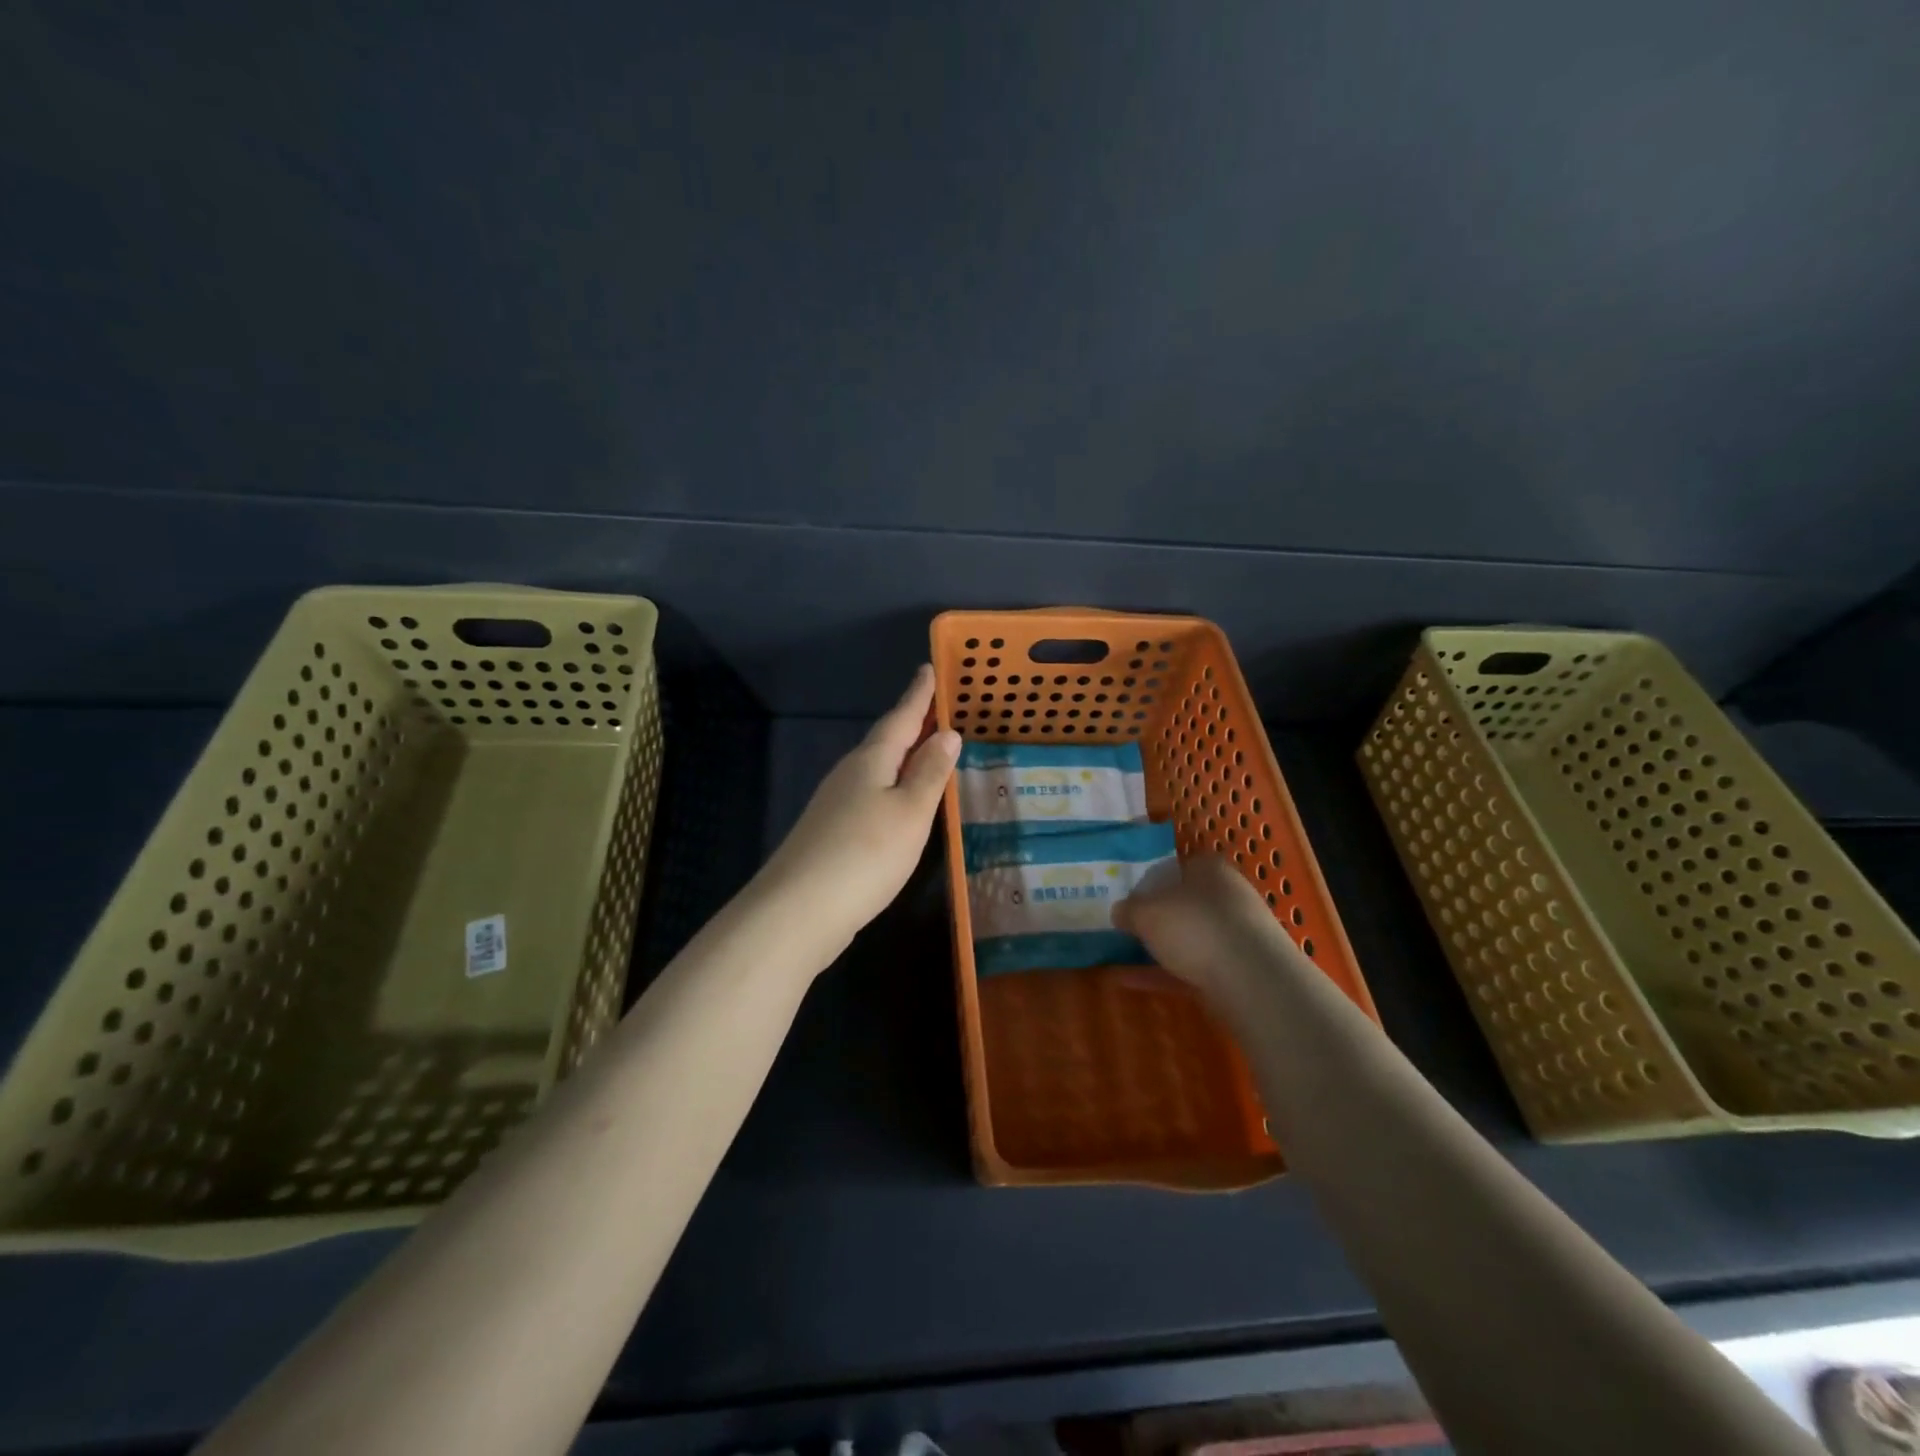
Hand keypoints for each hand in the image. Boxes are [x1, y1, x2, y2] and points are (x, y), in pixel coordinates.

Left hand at [753, 664, 960, 960]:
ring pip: (876, 768)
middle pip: (886, 740)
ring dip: (902, 756)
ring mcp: (835, 803)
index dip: (918, 695)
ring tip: (927, 751)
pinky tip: (899, 802)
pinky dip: (891, 786)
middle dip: (911, 723)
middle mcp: (850, 773)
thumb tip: (948, 734)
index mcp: (871, 760)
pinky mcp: (831, 831)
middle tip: (938, 709)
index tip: (928, 668)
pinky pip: (869, 793)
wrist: (799, 910)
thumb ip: (929, 773)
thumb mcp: (910, 812)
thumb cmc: (865, 854)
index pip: (901, 717)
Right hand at [1114, 853, 1285, 1002]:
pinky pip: (1193, 969)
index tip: (1132, 895)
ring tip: (1123, 957)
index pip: (1181, 866)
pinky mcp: (1238, 972)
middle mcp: (1228, 898)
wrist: (1251, 979)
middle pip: (1187, 904)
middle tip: (1127, 927)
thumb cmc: (1194, 926)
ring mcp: (1236, 937)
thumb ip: (1129, 909)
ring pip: (1191, 939)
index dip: (1155, 879)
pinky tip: (1130, 982)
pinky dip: (1163, 974)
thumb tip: (1120, 911)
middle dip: (1159, 917)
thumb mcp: (1146, 912)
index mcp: (1211, 870)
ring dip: (1160, 948)